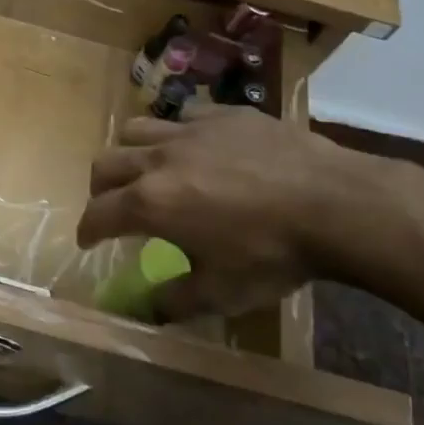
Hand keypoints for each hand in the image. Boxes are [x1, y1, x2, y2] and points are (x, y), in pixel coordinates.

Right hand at [76, 109, 380, 321]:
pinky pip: (184, 115)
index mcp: (151, 203)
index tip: (88, 240)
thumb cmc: (272, 254)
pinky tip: (197, 148)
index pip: (98, 214)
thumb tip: (145, 310)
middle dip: (99, 188)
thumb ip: (174, 301)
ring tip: (147, 169)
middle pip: (106, 163)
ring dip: (130, 152)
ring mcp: (192, 130)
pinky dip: (177, 133)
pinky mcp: (225, 114)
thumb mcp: (221, 292)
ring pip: (136, 129)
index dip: (88, 230)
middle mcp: (159, 159)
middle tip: (112, 206)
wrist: (335, 204)